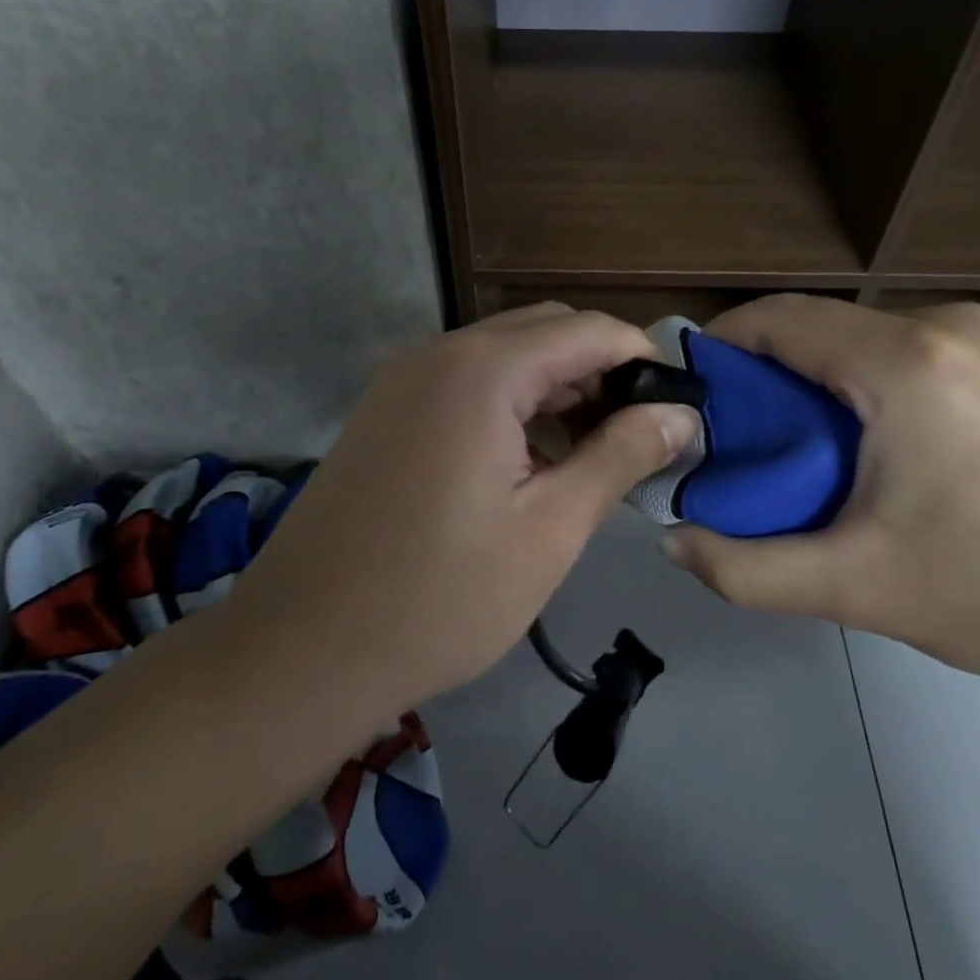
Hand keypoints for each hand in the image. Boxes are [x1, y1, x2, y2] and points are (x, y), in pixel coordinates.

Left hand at [228, 304, 700, 715]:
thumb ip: (618, 457)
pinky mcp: (384, 411)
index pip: (588, 330)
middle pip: (544, 331)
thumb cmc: (440, 598)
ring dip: (555, 387)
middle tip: (635, 436)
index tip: (677, 407)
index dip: (642, 359)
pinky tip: (528, 461)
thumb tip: (678, 415)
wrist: (302, 650)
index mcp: (482, 371)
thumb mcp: (550, 530)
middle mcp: (437, 353)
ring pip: (503, 355)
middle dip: (600, 371)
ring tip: (589, 453)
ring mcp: (401, 380)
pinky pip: (465, 382)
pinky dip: (510, 403)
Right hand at [661, 295, 979, 699]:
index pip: (779, 320)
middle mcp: (946, 324)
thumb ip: (745, 568)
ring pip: (855, 340)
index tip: (686, 399)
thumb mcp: (857, 588)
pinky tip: (860, 447)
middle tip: (733, 444)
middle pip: (815, 327)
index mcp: (907, 362)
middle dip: (760, 376)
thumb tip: (671, 541)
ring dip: (808, 383)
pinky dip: (856, 385)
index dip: (719, 349)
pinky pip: (898, 352)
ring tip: (791, 453)